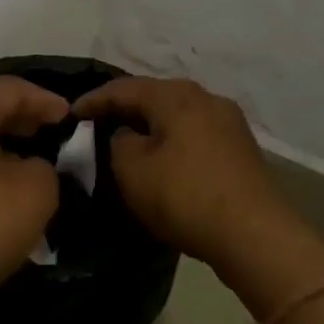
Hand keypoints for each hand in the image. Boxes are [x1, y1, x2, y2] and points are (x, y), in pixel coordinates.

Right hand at [73, 77, 287, 266]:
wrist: (254, 234)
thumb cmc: (184, 195)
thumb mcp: (131, 170)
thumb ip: (118, 143)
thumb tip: (127, 136)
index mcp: (176, 95)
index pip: (123, 88)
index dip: (93, 100)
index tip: (69, 115)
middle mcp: (206, 98)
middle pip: (154, 97)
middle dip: (124, 110)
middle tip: (96, 125)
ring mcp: (228, 123)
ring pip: (176, 116)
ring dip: (150, 126)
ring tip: (126, 142)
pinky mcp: (240, 149)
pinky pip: (194, 135)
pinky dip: (172, 142)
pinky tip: (162, 159)